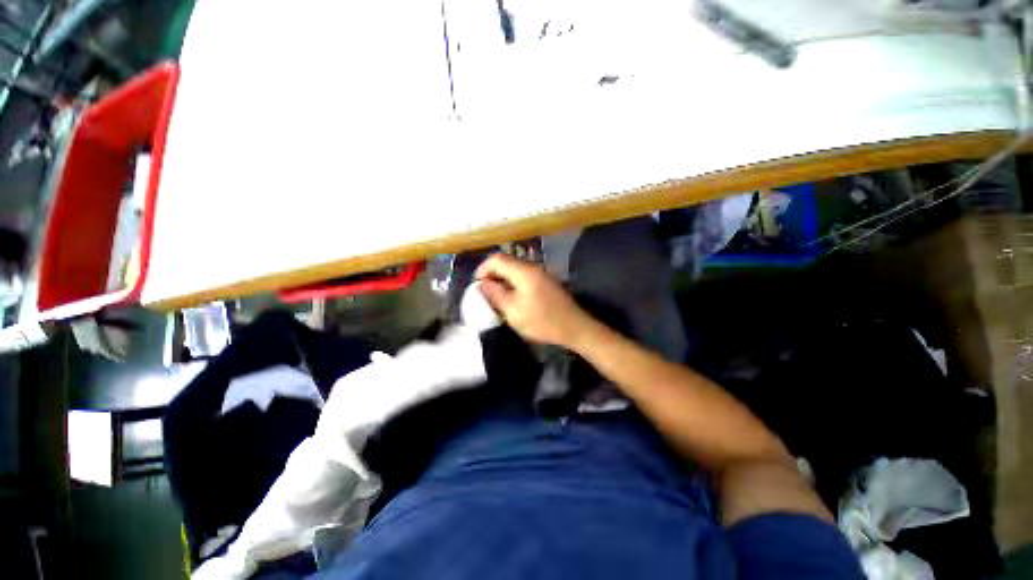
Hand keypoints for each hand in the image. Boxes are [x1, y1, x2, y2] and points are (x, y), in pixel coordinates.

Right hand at [475, 253, 591, 347]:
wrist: (575, 327)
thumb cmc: (542, 321)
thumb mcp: (513, 311)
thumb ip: (496, 295)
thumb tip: (482, 283)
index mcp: (524, 271)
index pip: (497, 259)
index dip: (483, 269)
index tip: (476, 285)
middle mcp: (533, 267)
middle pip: (507, 262)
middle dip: (492, 274)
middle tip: (484, 292)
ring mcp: (541, 274)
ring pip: (515, 270)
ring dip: (503, 279)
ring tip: (496, 296)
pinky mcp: (546, 282)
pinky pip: (524, 277)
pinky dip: (513, 283)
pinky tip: (512, 298)